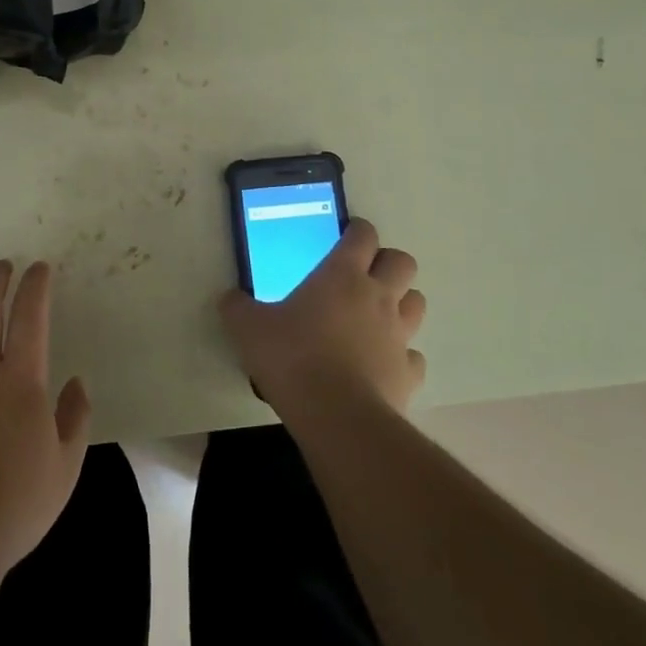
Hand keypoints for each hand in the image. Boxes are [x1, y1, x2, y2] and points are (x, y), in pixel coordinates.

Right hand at [220, 219, 426, 425]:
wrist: (336, 415)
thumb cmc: (292, 357)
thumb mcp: (248, 328)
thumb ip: (237, 308)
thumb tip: (228, 298)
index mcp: (342, 275)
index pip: (363, 235)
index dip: (357, 230)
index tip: (345, 235)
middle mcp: (378, 297)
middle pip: (403, 262)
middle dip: (387, 263)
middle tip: (363, 275)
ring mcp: (399, 335)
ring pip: (416, 303)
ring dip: (401, 303)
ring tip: (376, 316)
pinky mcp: (409, 372)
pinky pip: (413, 356)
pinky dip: (401, 356)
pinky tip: (381, 364)